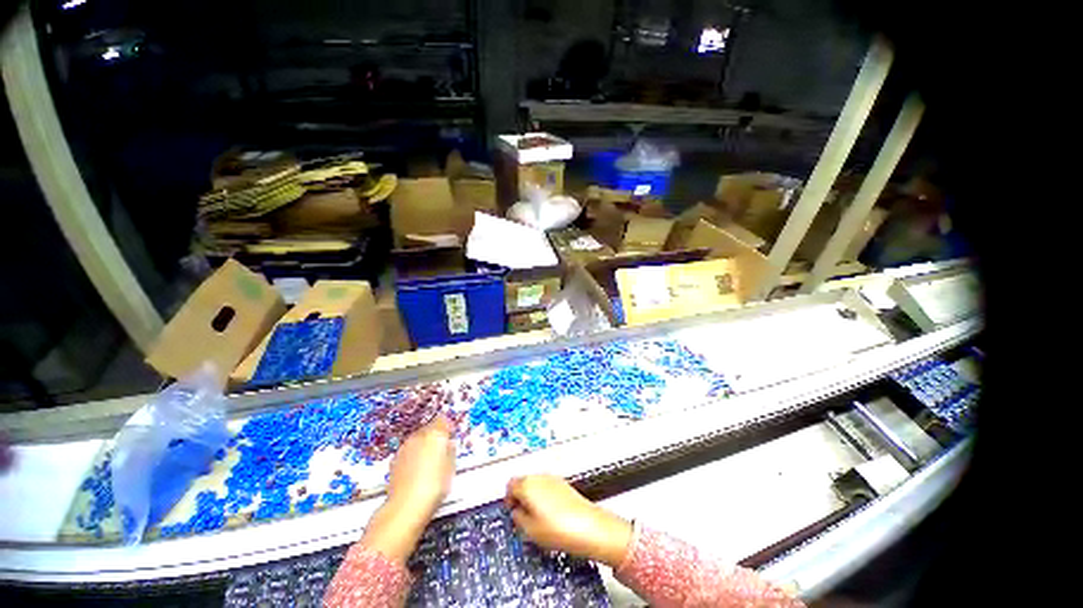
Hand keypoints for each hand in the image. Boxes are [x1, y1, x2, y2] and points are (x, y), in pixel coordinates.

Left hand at [361, 414, 455, 563]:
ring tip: (430, 462)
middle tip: (442, 450)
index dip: (448, 426)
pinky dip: (413, 456)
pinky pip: (408, 451)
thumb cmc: (434, 486)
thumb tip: (449, 445)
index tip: (451, 434)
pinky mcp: (394, 460)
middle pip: (429, 429)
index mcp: (435, 434)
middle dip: (435, 436)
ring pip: (417, 439)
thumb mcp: (451, 467)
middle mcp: (418, 436)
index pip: (443, 420)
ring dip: (423, 446)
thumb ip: (450, 450)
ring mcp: (404, 447)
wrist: (406, 506)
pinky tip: (417, 470)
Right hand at [506, 475, 632, 567]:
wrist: (588, 527)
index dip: (508, 499)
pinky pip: (547, 486)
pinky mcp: (564, 484)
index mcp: (527, 485)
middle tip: (522, 515)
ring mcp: (553, 479)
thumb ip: (518, 518)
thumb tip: (517, 512)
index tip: (511, 510)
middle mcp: (540, 477)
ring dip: (533, 496)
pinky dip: (545, 496)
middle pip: (523, 481)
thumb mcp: (529, 530)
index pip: (510, 485)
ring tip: (537, 517)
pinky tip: (550, 514)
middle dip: (520, 496)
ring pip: (536, 483)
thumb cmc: (559, 528)